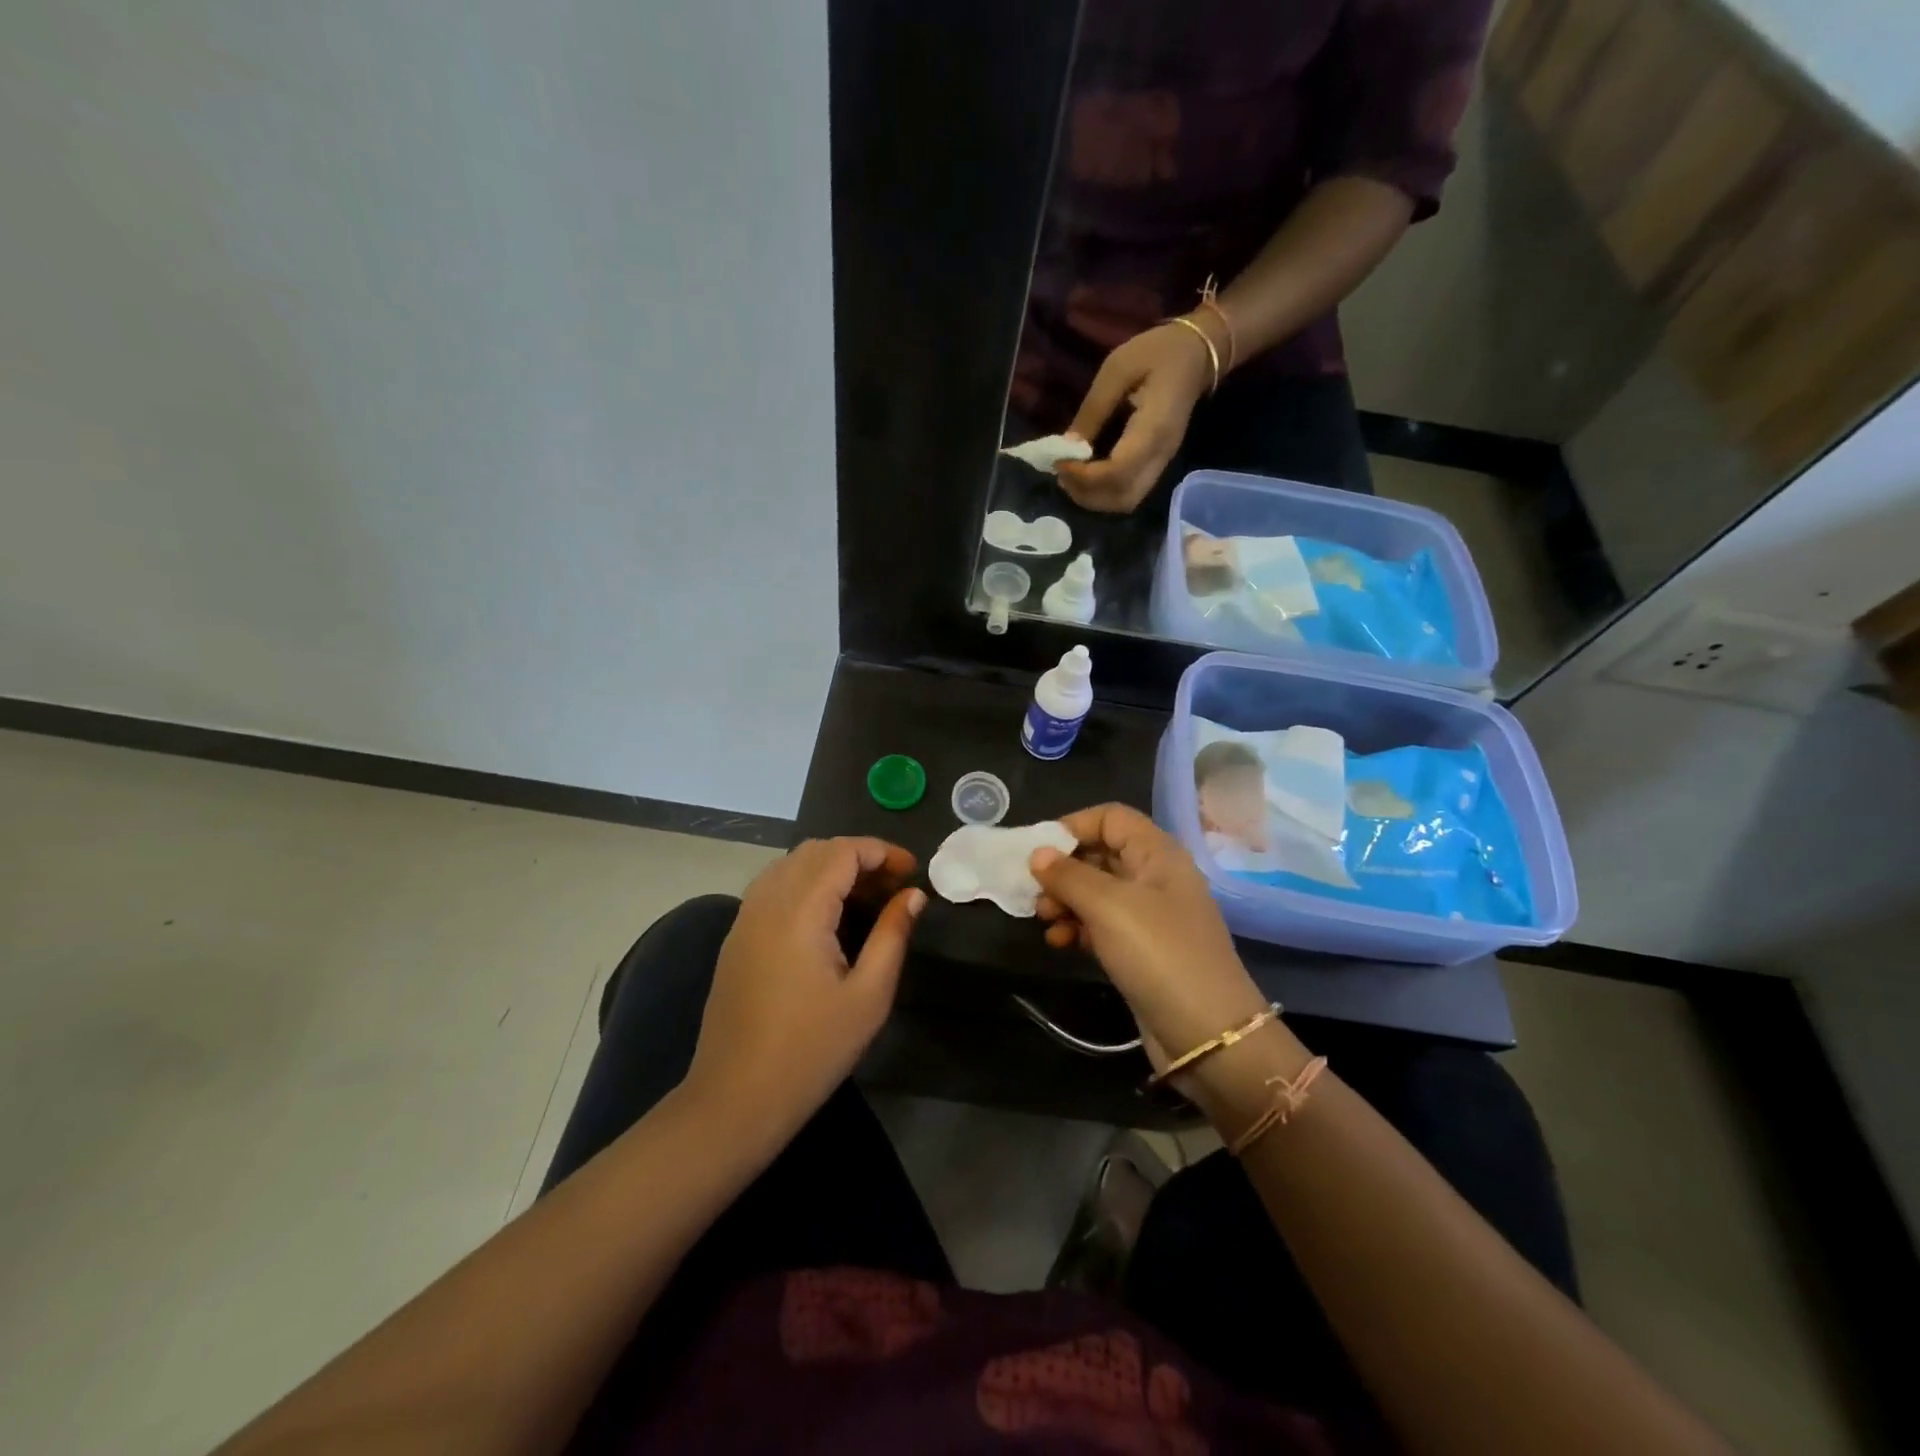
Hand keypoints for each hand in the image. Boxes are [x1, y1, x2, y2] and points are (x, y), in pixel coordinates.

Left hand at [685, 838, 923, 1145]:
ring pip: (790, 865)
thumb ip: (892, 935)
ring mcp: (745, 918)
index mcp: (800, 911)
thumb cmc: (811, 1051)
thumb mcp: (868, 997)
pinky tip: (827, 918)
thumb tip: (912, 895)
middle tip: (893, 887)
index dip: (881, 851)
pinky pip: (773, 887)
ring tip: (865, 899)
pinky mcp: (736, 938)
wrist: (735, 1100)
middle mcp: (767, 902)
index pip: (842, 851)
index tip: (912, 871)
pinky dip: (805, 884)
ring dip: (831, 868)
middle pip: (815, 851)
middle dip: (859, 857)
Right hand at [1030, 805, 1267, 1070]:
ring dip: (1065, 900)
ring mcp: (1149, 915)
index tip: (1038, 850)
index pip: (1111, 818)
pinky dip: (1077, 927)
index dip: (1074, 826)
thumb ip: (1069, 875)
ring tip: (1044, 919)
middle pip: (1100, 853)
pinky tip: (1058, 942)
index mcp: (1157, 853)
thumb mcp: (1109, 907)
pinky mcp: (1140, 949)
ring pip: (1097, 891)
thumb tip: (1038, 854)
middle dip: (1064, 868)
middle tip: (1036, 891)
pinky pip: (1100, 924)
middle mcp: (1154, 877)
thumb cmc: (1159, 954)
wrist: (1207, 1034)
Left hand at [1055, 317, 1217, 513]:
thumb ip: (1092, 410)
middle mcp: (1161, 455)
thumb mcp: (1117, 369)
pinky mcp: (1157, 464)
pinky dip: (1104, 492)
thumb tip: (1066, 448)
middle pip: (1122, 498)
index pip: (1117, 472)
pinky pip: (1130, 492)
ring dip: (1094, 498)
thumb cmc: (1158, 352)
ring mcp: (1162, 463)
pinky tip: (1086, 474)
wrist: (1198, 353)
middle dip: (1086, 494)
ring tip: (1070, 475)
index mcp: (1154, 429)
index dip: (1084, 476)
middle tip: (1061, 472)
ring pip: (1126, 501)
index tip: (1059, 462)